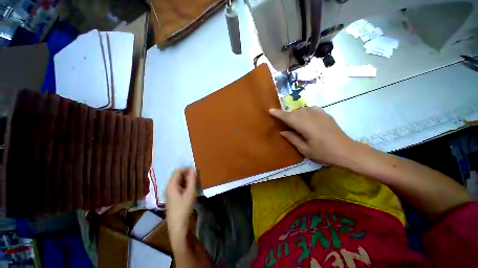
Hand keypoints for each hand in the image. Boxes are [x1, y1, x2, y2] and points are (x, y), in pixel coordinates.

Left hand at [166, 168, 196, 248]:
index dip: (186, 169)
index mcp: (171, 185)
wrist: (179, 226)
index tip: (196, 170)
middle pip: (178, 176)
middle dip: (187, 174)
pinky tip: (192, 188)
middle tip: (197, 176)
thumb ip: (192, 179)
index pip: (178, 171)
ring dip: (187, 179)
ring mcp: (171, 193)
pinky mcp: (174, 198)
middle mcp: (169, 188)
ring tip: (196, 181)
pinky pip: (180, 187)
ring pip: (179, 181)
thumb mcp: (190, 192)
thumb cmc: (184, 208)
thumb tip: (193, 168)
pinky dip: (186, 185)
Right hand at [269, 107, 355, 165]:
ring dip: (294, 114)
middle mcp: (311, 116)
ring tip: (293, 122)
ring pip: (301, 109)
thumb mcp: (305, 150)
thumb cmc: (324, 153)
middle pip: (294, 112)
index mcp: (305, 126)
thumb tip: (282, 131)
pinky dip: (304, 112)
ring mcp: (319, 113)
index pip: (288, 117)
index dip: (278, 113)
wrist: (347, 150)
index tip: (270, 110)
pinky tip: (304, 118)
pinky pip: (309, 109)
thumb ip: (292, 138)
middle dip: (286, 115)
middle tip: (282, 122)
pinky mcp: (325, 113)